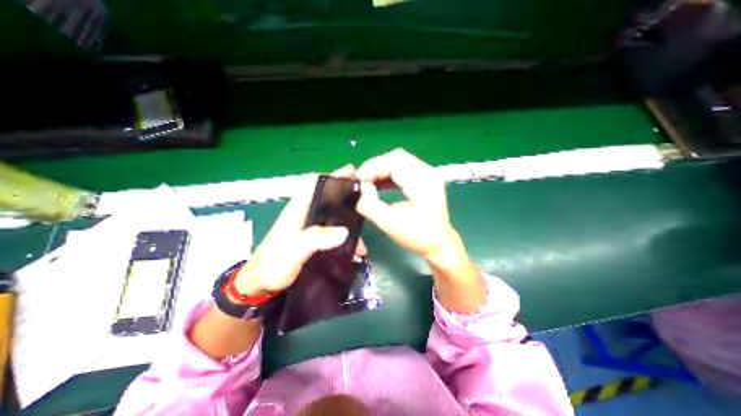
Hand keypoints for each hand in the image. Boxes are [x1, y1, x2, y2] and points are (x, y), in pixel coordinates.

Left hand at [232, 165, 356, 294]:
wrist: (261, 285)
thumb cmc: (273, 265)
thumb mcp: (293, 251)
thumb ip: (316, 238)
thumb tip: (344, 231)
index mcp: (298, 209)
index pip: (316, 184)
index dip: (333, 176)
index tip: (352, 172)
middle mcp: (306, 213)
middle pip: (330, 198)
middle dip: (348, 197)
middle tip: (368, 199)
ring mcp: (311, 226)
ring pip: (334, 216)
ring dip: (350, 221)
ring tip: (365, 231)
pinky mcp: (314, 238)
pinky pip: (334, 231)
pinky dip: (346, 237)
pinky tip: (356, 249)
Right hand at [355, 149, 483, 312]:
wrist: (440, 244)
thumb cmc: (418, 236)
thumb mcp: (390, 224)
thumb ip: (370, 206)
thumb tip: (359, 189)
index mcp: (423, 181)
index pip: (394, 162)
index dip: (372, 168)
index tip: (357, 180)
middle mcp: (428, 172)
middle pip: (396, 157)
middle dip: (375, 167)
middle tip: (361, 181)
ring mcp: (427, 174)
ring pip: (398, 161)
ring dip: (380, 170)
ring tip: (367, 182)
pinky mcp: (424, 179)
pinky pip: (402, 169)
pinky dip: (387, 174)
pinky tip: (378, 184)